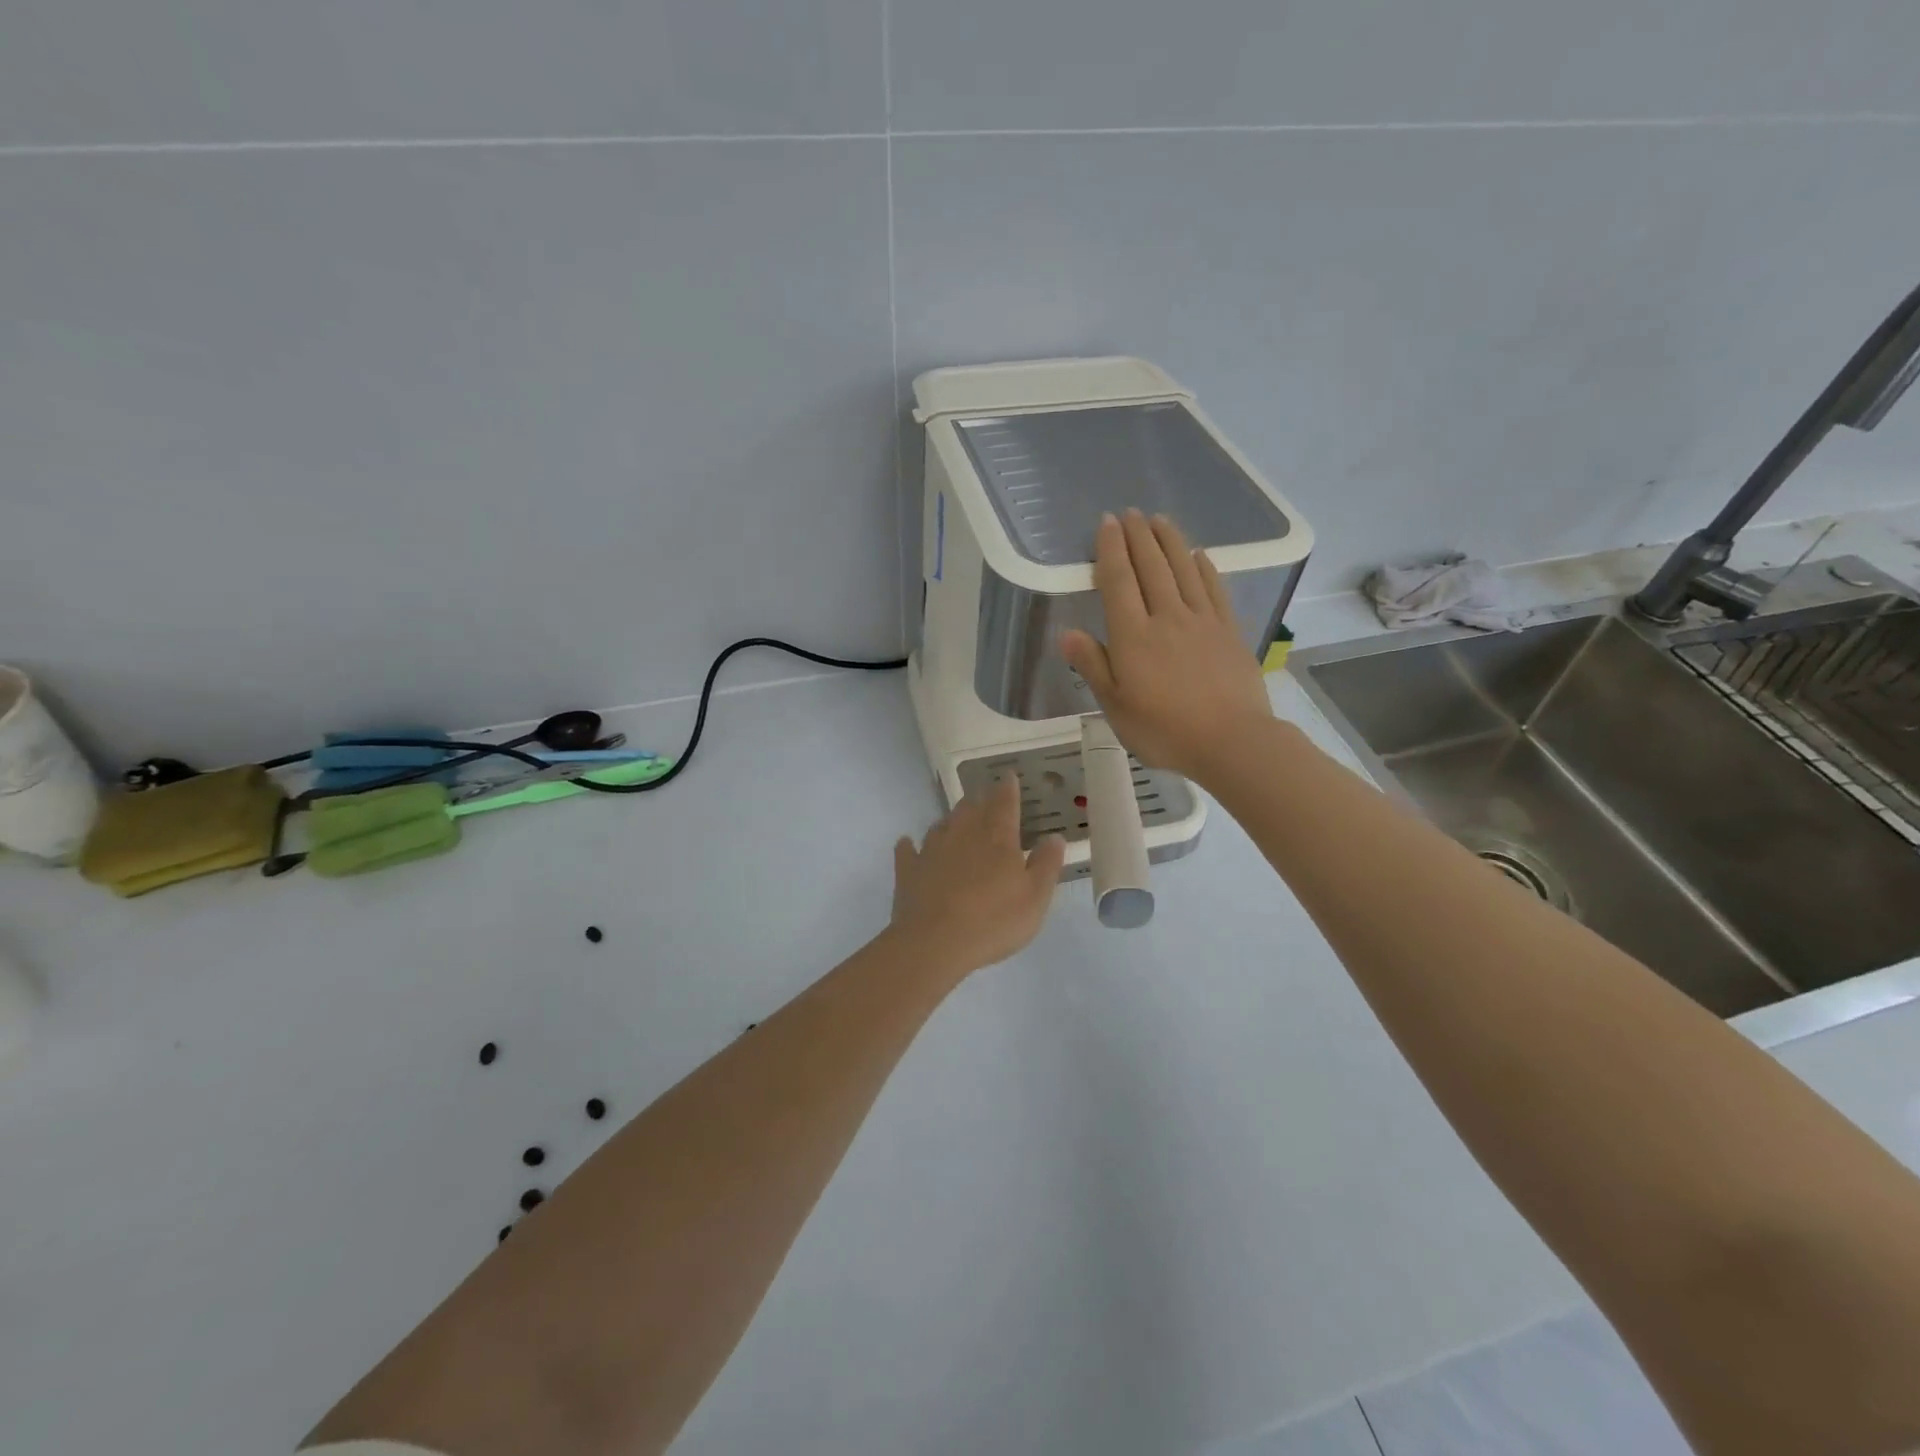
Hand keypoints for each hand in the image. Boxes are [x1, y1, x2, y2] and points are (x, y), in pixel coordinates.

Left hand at [890, 777, 1065, 975]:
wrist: (934, 943)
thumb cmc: (993, 920)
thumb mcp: (1035, 897)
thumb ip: (1046, 864)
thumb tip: (1054, 837)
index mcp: (997, 837)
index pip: (1004, 802)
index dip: (1008, 788)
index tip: (1009, 776)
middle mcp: (962, 834)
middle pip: (971, 807)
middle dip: (980, 800)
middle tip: (985, 798)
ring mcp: (931, 850)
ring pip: (942, 824)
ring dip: (951, 820)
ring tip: (957, 822)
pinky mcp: (908, 870)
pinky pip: (907, 850)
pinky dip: (910, 845)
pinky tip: (909, 845)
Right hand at [1060, 509, 1272, 781]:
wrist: (1231, 741)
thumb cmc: (1164, 730)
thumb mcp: (1116, 706)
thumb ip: (1093, 666)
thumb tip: (1067, 633)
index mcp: (1133, 636)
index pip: (1119, 581)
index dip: (1111, 549)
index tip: (1106, 523)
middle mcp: (1166, 617)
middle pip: (1151, 566)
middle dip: (1138, 536)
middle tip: (1130, 512)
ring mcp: (1201, 621)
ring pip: (1183, 569)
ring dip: (1169, 541)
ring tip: (1159, 519)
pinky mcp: (1228, 630)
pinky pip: (1213, 588)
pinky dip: (1204, 567)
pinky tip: (1199, 555)